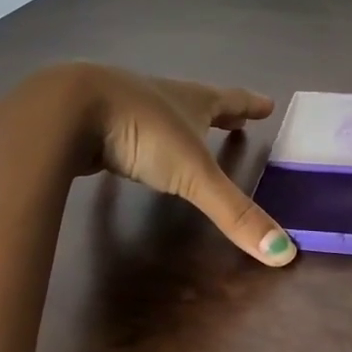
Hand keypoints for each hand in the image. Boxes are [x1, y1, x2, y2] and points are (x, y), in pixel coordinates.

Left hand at [18, 63, 296, 265]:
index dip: (250, 105)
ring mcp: (124, 105)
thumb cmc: (142, 132)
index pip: (230, 101)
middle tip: (238, 119)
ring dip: (179, 124)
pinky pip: (125, 129)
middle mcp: (161, 97)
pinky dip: (139, 138)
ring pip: (160, 113)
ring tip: (190, 136)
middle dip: (220, 113)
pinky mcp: (93, 122)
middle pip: (198, 103)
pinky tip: (131, 151)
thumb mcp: (193, 175)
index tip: (269, 103)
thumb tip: (284, 255)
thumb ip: (234, 213)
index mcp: (191, 101)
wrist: (67, 110)